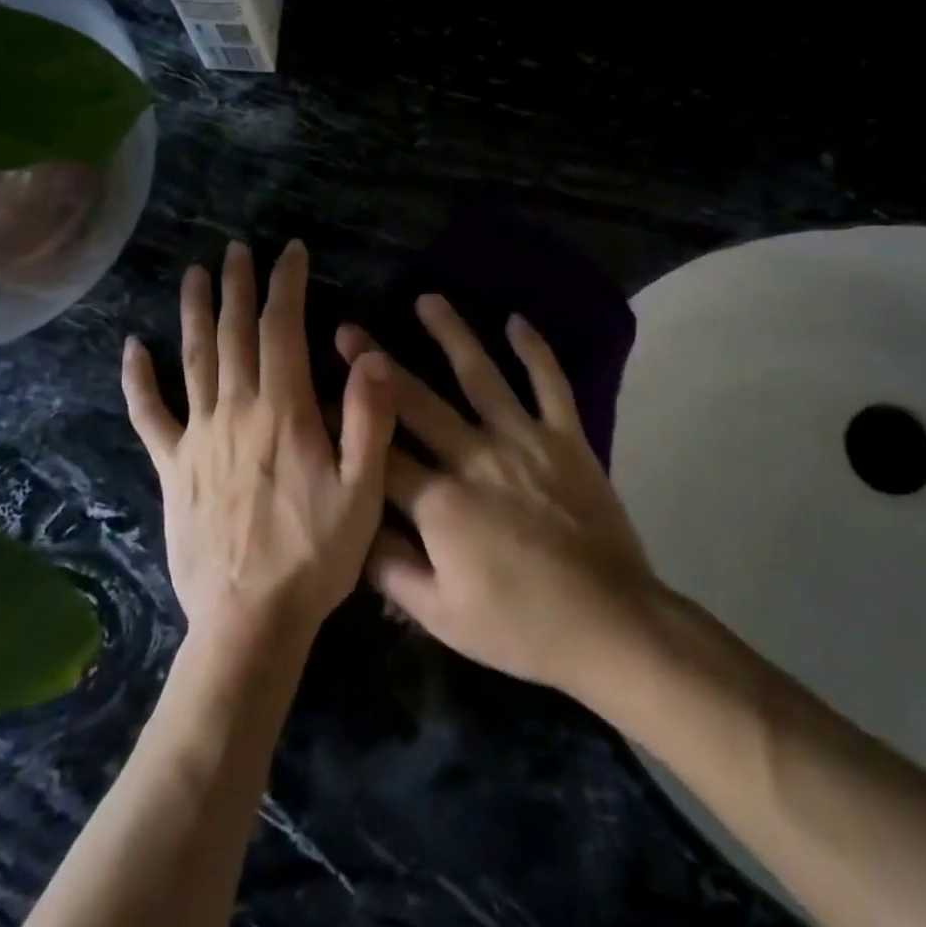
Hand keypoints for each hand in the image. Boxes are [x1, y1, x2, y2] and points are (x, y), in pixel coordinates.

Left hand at [123, 241, 395, 648]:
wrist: (250, 620)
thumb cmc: (316, 555)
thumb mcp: (363, 491)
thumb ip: (367, 420)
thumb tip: (371, 355)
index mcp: (284, 411)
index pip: (283, 330)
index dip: (287, 285)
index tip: (290, 252)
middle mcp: (236, 411)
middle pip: (235, 334)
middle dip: (239, 286)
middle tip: (237, 249)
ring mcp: (198, 438)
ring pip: (194, 360)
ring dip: (196, 313)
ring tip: (194, 274)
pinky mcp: (172, 468)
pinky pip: (149, 416)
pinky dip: (139, 380)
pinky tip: (132, 348)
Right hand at [336, 296, 659, 694]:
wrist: (608, 624)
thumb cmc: (519, 626)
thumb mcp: (441, 615)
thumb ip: (390, 570)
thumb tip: (350, 528)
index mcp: (440, 503)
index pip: (379, 453)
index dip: (344, 423)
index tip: (317, 393)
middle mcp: (476, 457)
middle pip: (418, 402)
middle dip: (378, 365)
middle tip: (349, 330)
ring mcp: (525, 441)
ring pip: (482, 376)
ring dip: (452, 335)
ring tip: (428, 299)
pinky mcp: (567, 438)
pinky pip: (550, 384)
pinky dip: (535, 350)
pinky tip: (516, 320)